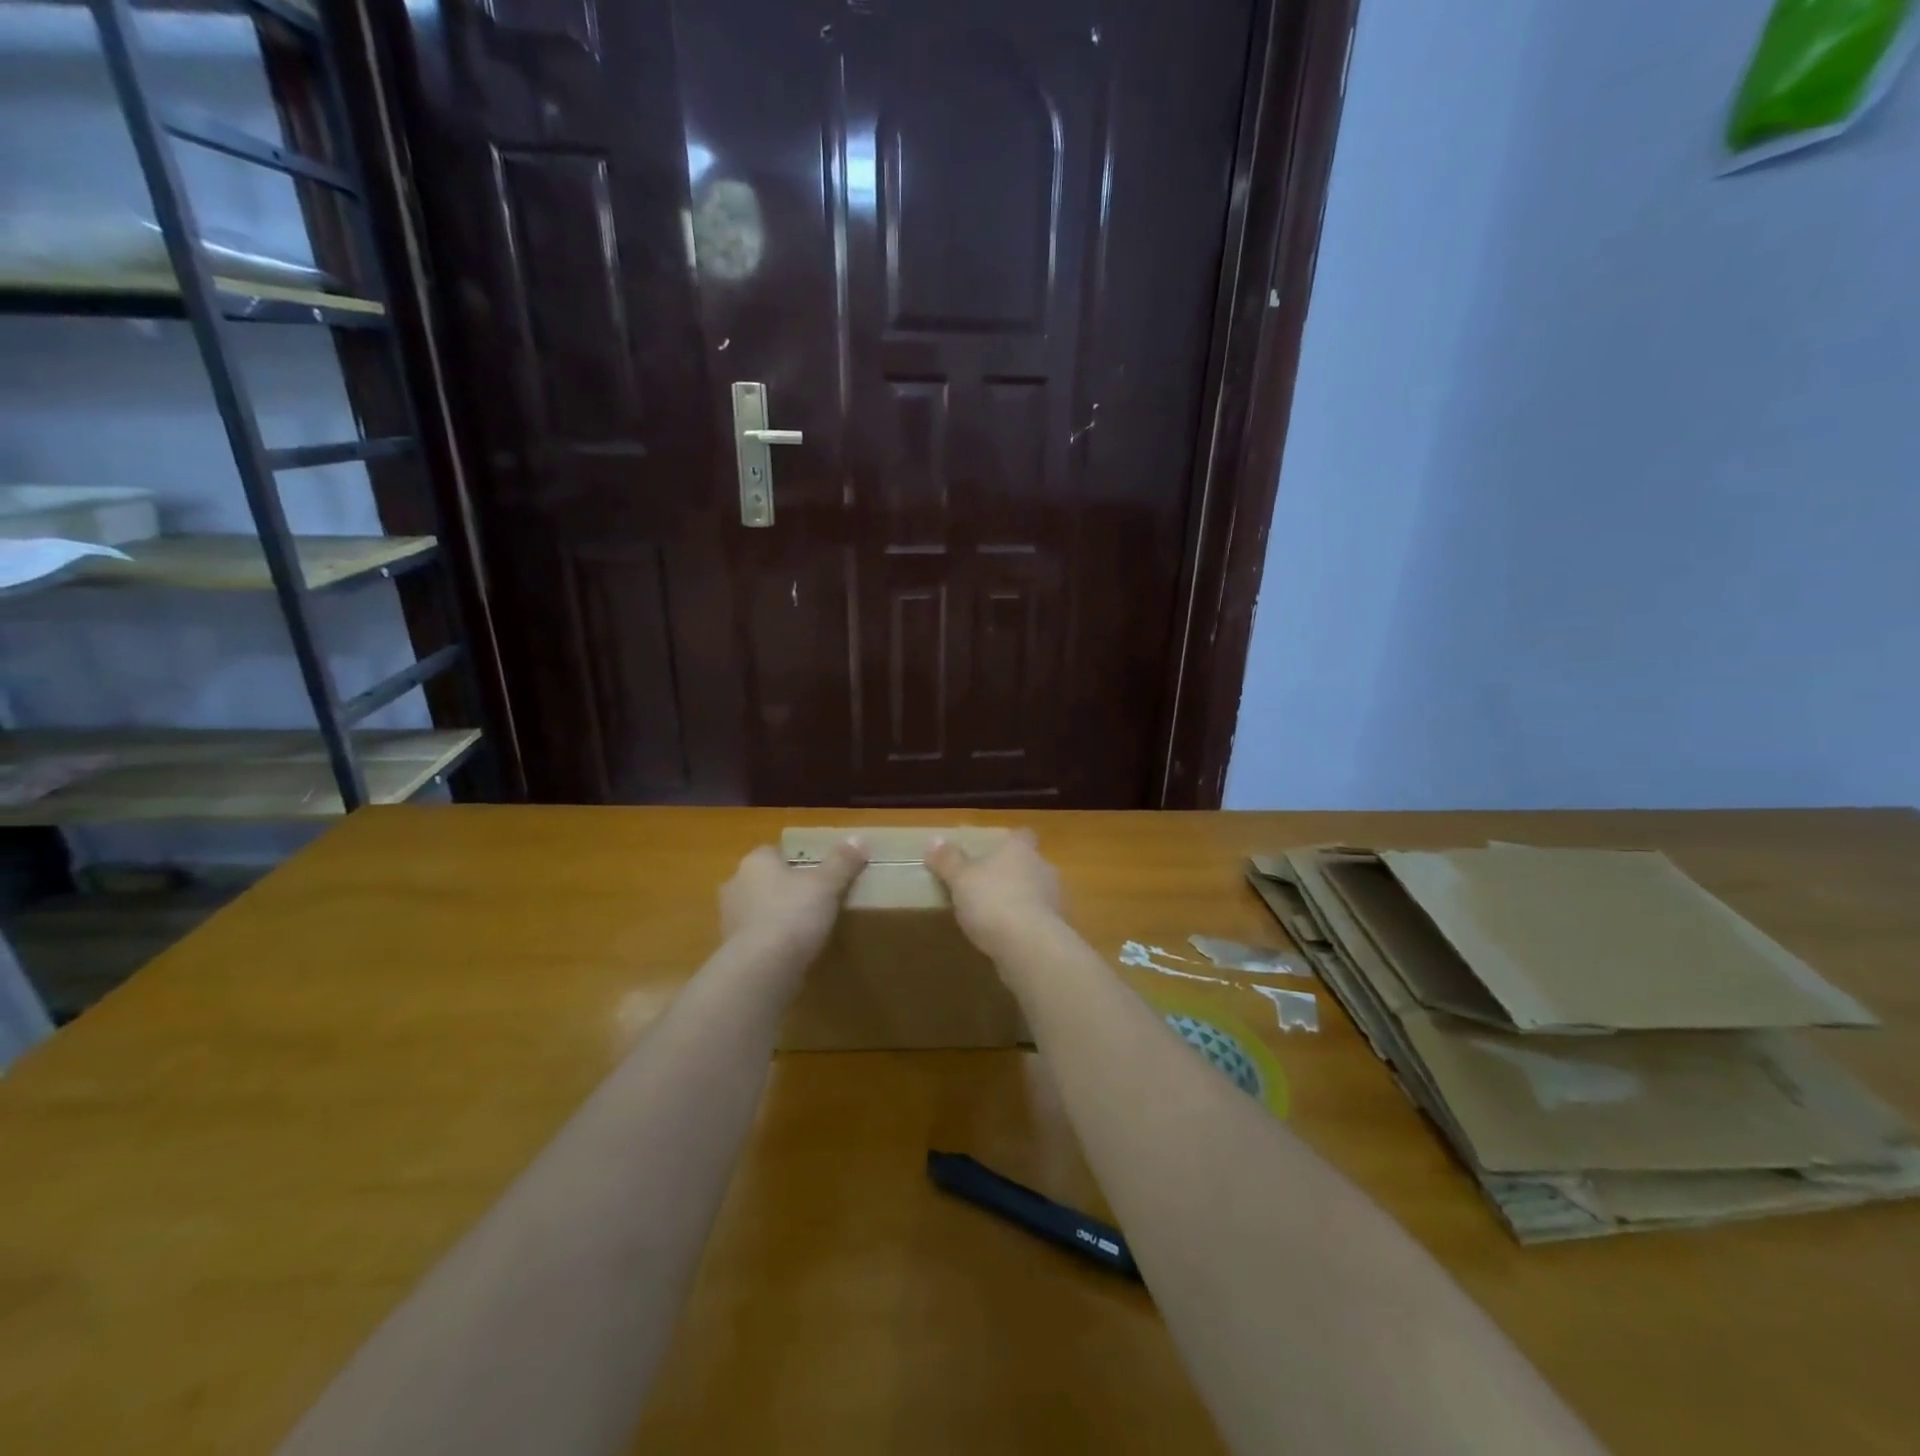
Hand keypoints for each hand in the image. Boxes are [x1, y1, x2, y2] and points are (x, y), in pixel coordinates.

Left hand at [720, 840, 867, 962]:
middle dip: (785, 888)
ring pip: (758, 909)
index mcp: (755, 862)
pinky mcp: (731, 950)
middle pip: (765, 880)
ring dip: (776, 915)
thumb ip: (842, 861)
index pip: (774, 851)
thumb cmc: (793, 914)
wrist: (761, 969)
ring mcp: (729, 919)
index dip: (796, 860)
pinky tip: (792, 951)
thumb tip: (859, 839)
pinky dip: (771, 940)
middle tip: (815, 899)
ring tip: (806, 927)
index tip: (818, 872)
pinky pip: (756, 937)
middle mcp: (736, 884)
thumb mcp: (827, 884)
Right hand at [924, 830, 1062, 954]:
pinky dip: (1027, 925)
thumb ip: (948, 860)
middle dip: (1013, 873)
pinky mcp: (1058, 928)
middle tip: (988, 886)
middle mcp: (1043, 867)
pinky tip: (1010, 938)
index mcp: (1020, 849)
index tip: (994, 851)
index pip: (1022, 835)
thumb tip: (934, 840)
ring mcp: (1055, 898)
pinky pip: (1040, 920)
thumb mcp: (960, 879)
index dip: (1010, 842)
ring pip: (1037, 892)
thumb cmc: (992, 901)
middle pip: (1030, 864)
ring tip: (997, 916)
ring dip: (1022, 900)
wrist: (1030, 946)